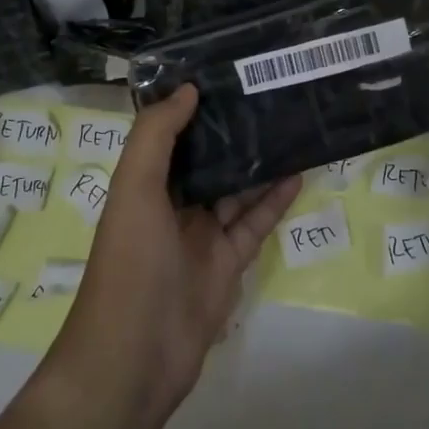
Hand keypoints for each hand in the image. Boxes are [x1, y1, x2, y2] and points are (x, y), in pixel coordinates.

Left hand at [53, 85, 300, 424]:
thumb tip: (187, 89)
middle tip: (271, 94)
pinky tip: (299, 171)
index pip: (171, 136)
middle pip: (208, 160)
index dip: (194, 107)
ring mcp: (202, 236)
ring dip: (260, 162)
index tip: (226, 74)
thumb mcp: (134, 189)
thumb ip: (156, 136)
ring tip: (292, 125)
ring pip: (236, 189)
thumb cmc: (130, 263)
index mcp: (144, 185)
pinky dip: (275, 200)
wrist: (137, 355)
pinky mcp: (229, 262)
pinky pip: (255, 223)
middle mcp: (172, 206)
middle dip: (234, 132)